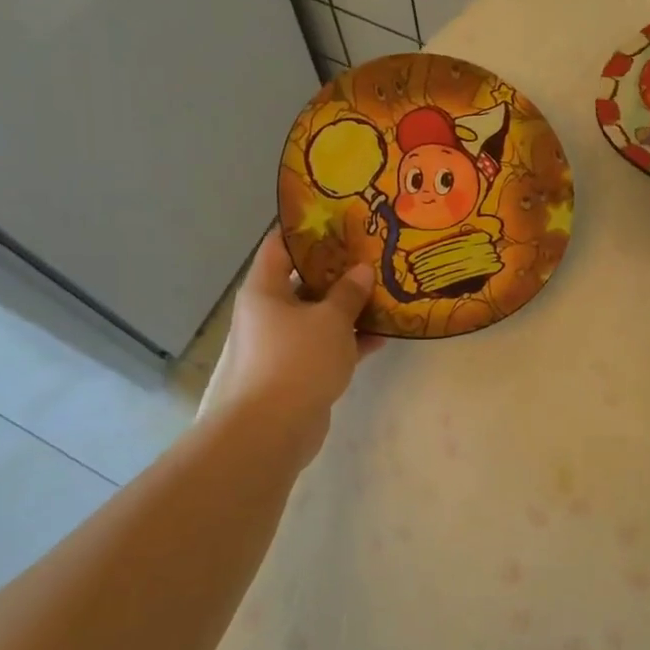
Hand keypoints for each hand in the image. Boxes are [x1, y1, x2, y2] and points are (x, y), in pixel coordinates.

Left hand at [200, 233, 380, 461]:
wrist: (271, 430)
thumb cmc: (296, 360)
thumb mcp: (330, 320)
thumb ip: (349, 293)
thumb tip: (362, 270)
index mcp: (264, 290)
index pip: (280, 246)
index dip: (306, 230)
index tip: (338, 219)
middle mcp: (268, 313)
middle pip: (303, 281)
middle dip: (337, 271)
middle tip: (371, 255)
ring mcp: (282, 345)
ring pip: (318, 317)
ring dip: (348, 309)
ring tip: (385, 293)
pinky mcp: (297, 372)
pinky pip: (326, 347)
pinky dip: (350, 342)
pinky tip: (384, 336)